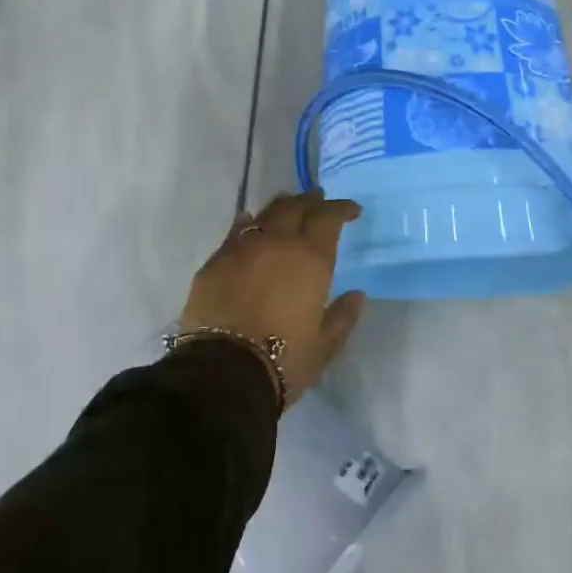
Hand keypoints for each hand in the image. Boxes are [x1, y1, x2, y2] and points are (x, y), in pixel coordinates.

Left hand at [179, 190, 366, 407]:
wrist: (222, 373)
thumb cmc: (283, 362)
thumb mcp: (323, 347)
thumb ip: (342, 317)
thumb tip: (356, 295)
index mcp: (310, 259)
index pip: (328, 218)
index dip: (341, 209)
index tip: (351, 211)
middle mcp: (277, 242)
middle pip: (295, 207)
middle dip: (310, 201)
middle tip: (318, 199)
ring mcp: (242, 248)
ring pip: (265, 213)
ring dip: (281, 207)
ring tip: (288, 207)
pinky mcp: (215, 261)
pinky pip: (236, 231)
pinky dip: (248, 224)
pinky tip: (250, 225)